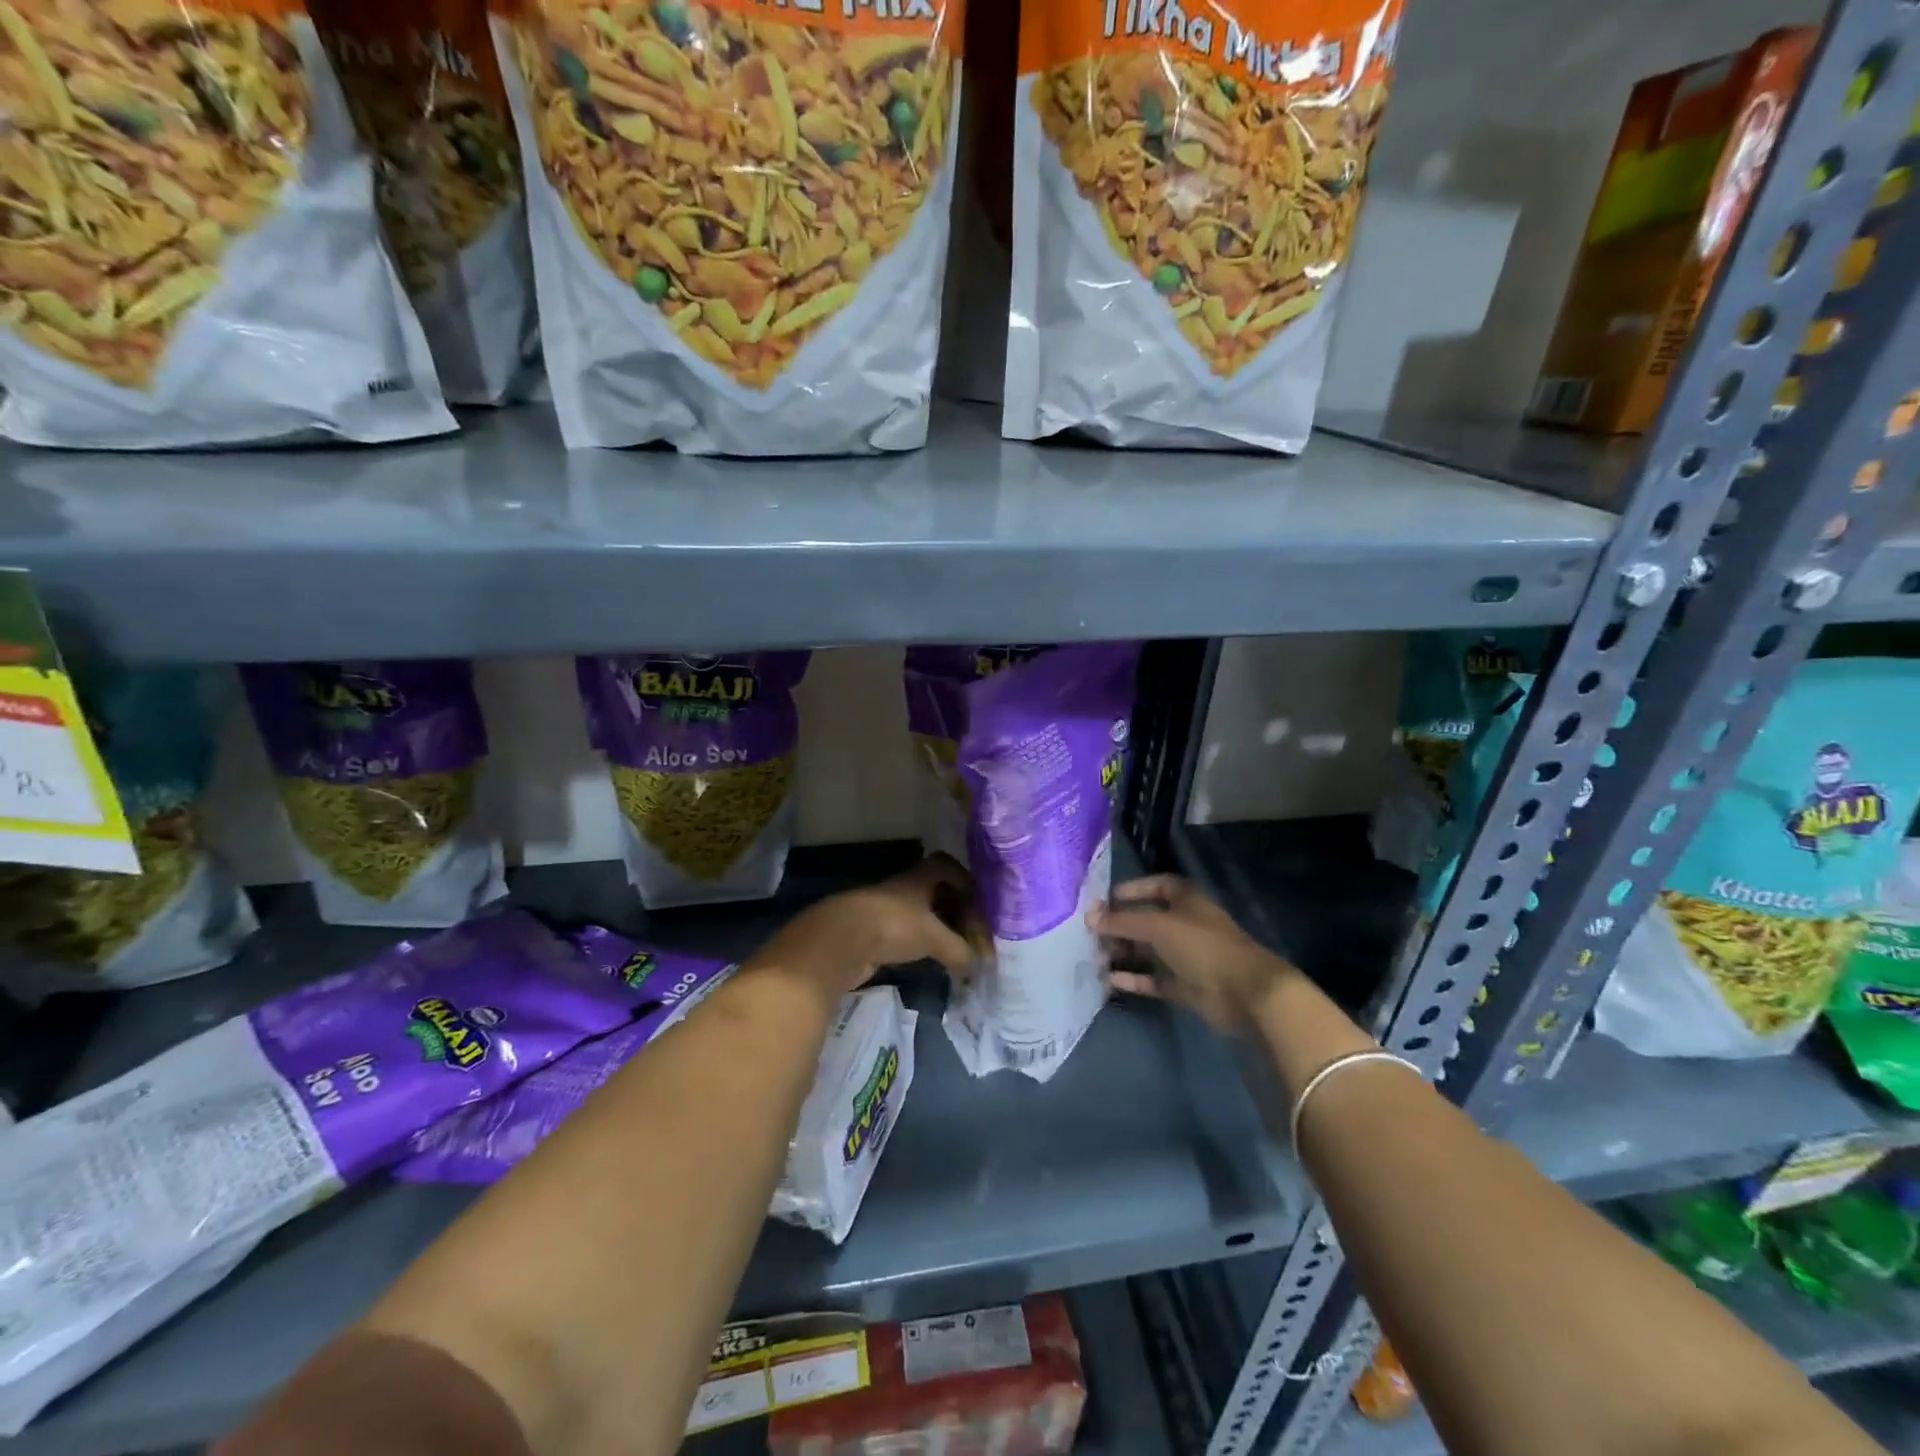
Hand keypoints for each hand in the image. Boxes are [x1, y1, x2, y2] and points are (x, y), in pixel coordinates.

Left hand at [780, 854, 977, 994]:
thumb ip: (959, 949)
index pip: (943, 865)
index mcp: (919, 878)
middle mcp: (902, 889)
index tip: (978, 899)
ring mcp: (885, 909)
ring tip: (953, 946)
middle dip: (952, 907)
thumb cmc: (894, 925)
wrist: (842, 940)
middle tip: (970, 928)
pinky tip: (927, 958)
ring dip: (935, 927)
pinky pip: (903, 933)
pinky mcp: (872, 932)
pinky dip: (917, 943)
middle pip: (932, 890)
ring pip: (917, 913)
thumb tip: (977, 964)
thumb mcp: (934, 937)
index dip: (962, 878)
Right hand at [1089, 874, 1294, 1034]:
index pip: (1156, 885)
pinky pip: (1153, 978)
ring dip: (1123, 952)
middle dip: (1120, 925)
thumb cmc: (1202, 946)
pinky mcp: (1184, 985)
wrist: (1245, 993)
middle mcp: (1184, 924)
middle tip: (1091, 933)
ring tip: (1094, 956)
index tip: (1104, 900)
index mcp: (1186, 900)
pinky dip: (1133, 978)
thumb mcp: (1157, 926)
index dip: (1132, 890)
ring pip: (1147, 950)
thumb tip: (1089, 916)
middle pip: (1147, 919)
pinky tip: (1110, 979)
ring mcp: (1185, 956)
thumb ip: (1122, 921)